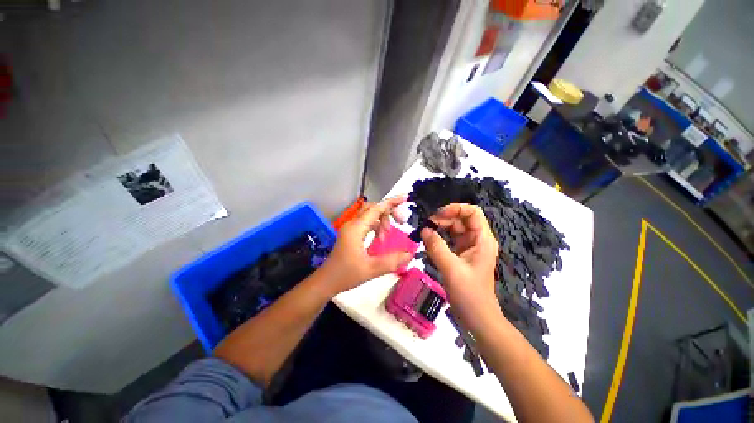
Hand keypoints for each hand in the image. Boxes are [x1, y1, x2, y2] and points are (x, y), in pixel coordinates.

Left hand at [321, 196, 413, 293]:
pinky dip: (376, 227)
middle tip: (400, 222)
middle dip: (388, 212)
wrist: (326, 281)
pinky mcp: (351, 234)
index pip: (376, 209)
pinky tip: (380, 239)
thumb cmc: (345, 274)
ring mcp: (351, 229)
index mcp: (356, 229)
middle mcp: (352, 225)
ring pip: (369, 215)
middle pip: (372, 208)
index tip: (405, 198)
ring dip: (382, 221)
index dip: (391, 202)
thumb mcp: (370, 269)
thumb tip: (409, 254)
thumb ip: (391, 261)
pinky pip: (366, 223)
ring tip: (387, 236)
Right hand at [420, 203, 500, 330]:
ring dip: (440, 228)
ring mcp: (469, 247)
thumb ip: (437, 247)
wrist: (477, 318)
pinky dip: (439, 238)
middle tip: (427, 226)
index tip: (437, 216)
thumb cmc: (469, 294)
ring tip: (426, 233)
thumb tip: (424, 230)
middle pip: (461, 219)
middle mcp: (477, 240)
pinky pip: (449, 240)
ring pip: (454, 229)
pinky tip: (429, 242)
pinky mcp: (461, 255)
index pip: (472, 212)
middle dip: (444, 218)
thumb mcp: (451, 269)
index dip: (456, 209)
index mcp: (482, 240)